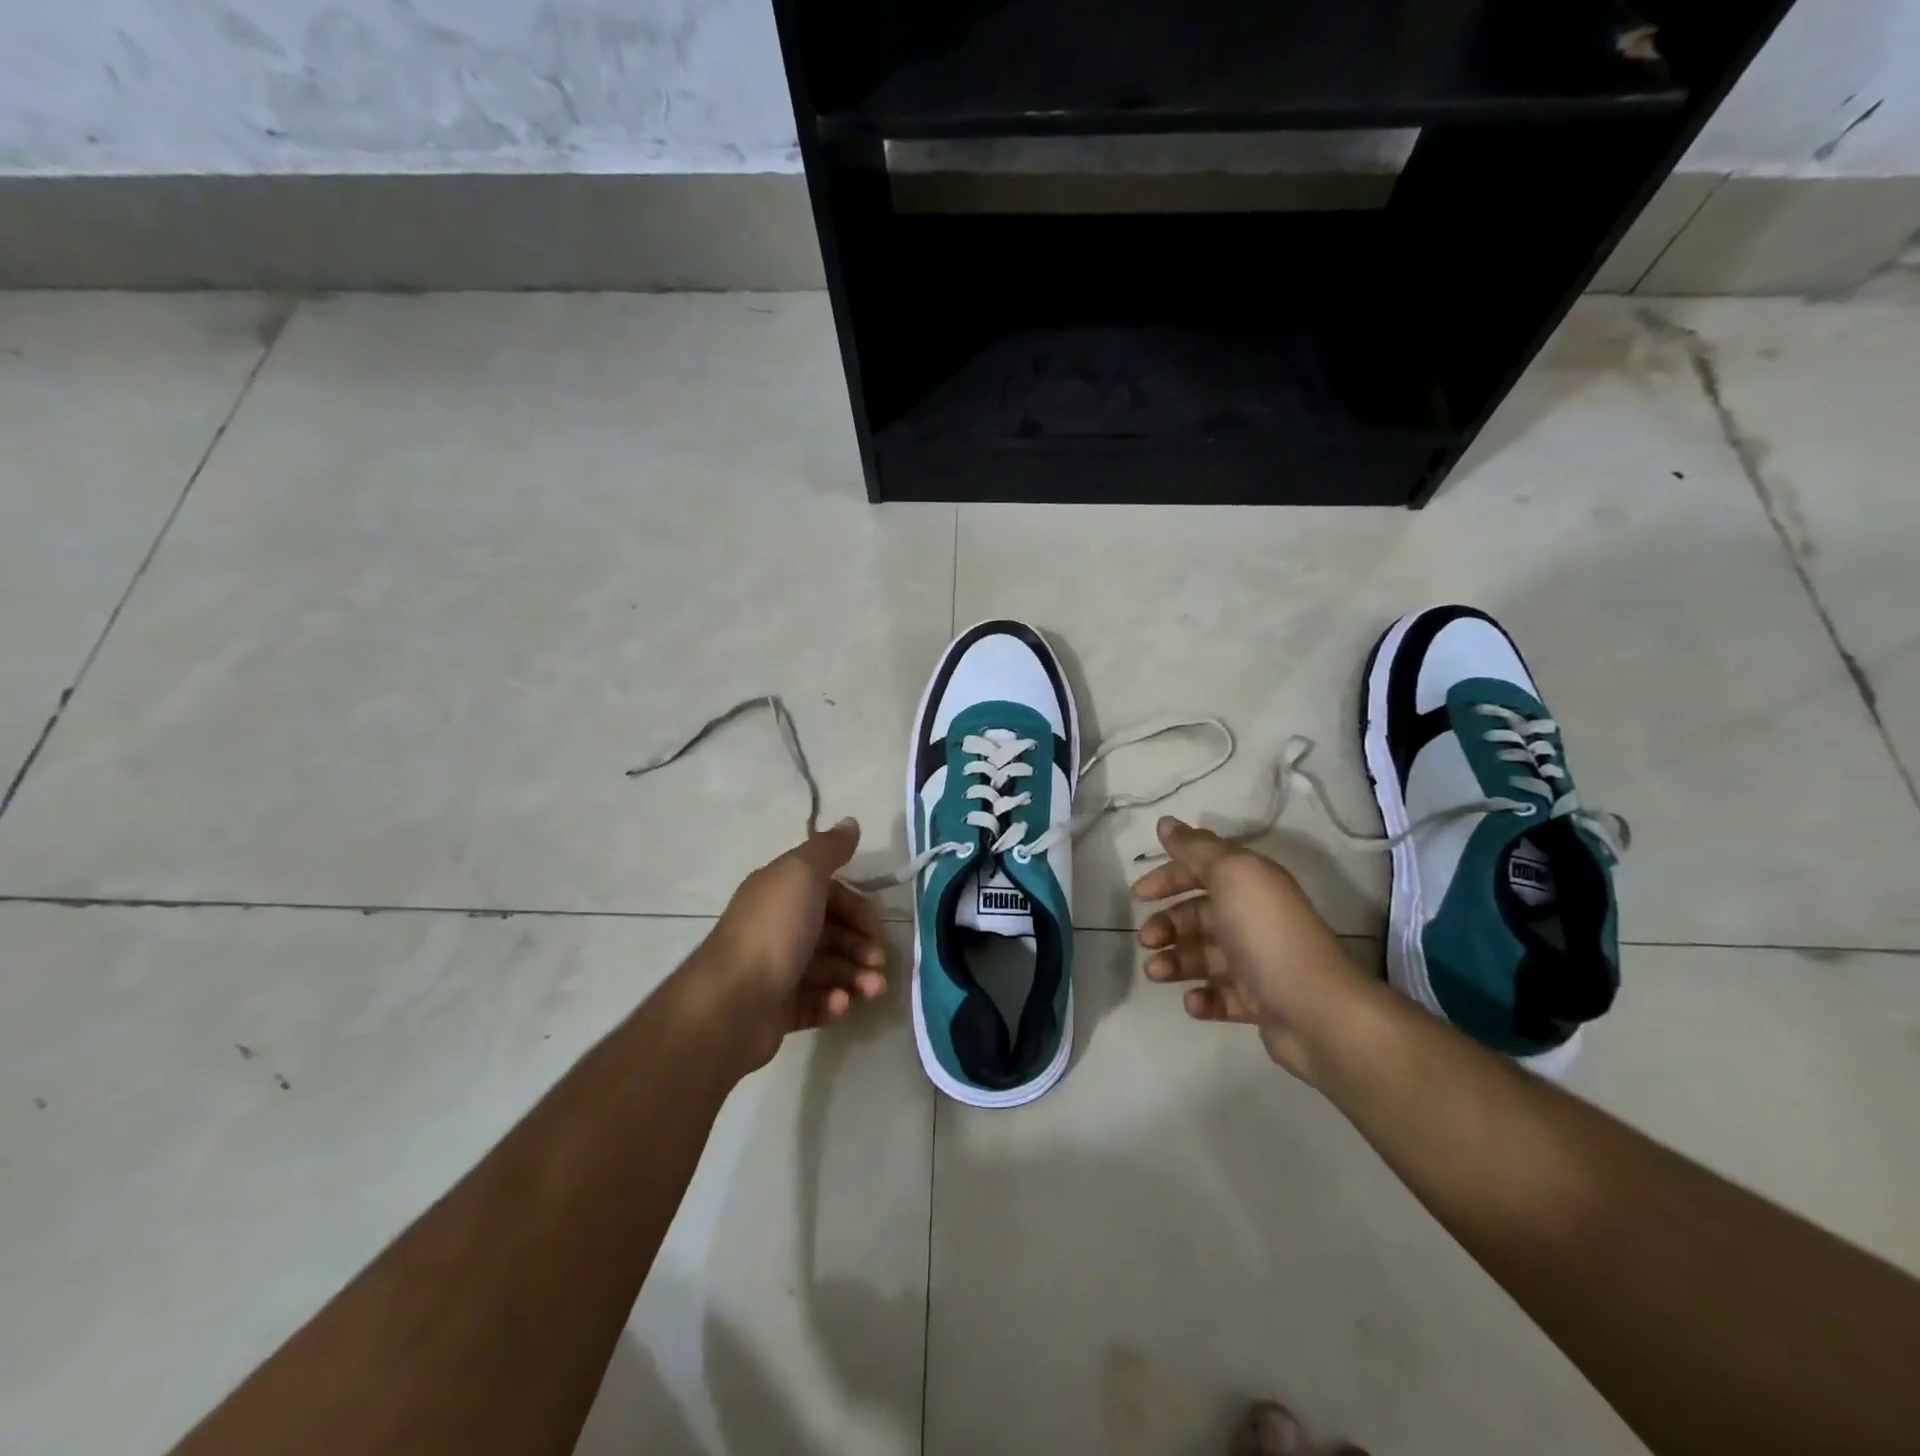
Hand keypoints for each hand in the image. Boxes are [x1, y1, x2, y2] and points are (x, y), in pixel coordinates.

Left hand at [690, 819, 888, 1073]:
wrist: (731, 1003)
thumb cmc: (773, 931)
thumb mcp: (802, 875)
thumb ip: (829, 849)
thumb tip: (850, 822)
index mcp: (781, 893)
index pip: (830, 894)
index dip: (857, 907)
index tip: (876, 926)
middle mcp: (777, 927)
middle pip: (832, 932)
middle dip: (861, 947)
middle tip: (879, 963)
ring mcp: (776, 970)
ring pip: (828, 969)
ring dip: (855, 977)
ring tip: (872, 990)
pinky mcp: (777, 1009)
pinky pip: (814, 1002)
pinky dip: (832, 1002)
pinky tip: (840, 1005)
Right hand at [1131, 817, 1379, 1084]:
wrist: (1316, 1011)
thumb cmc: (1266, 934)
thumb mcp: (1230, 875)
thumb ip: (1195, 848)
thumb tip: (1166, 823)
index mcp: (1251, 884)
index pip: (1203, 870)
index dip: (1169, 877)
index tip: (1138, 894)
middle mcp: (1255, 918)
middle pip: (1200, 915)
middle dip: (1168, 924)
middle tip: (1147, 939)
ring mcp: (1257, 962)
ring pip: (1204, 956)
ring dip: (1175, 961)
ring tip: (1156, 972)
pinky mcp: (1259, 1002)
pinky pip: (1221, 995)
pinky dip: (1202, 997)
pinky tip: (1193, 1002)